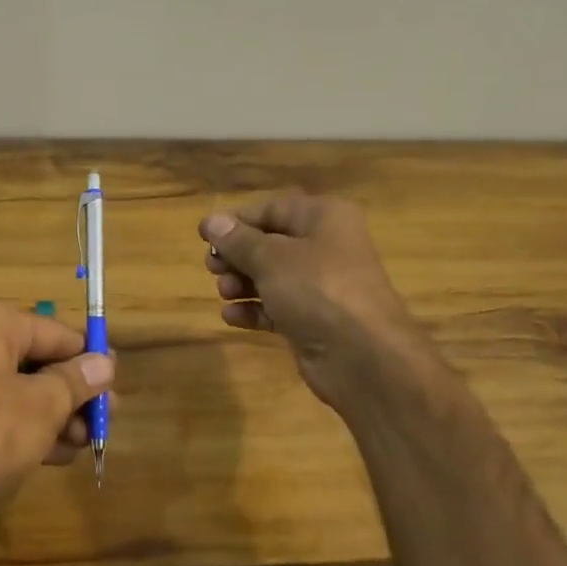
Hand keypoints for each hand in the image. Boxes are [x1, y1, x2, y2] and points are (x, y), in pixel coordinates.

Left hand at [0, 300, 113, 528]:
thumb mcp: (42, 407)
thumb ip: (76, 381)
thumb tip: (104, 363)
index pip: (52, 331)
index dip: (88, 359)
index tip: (115, 386)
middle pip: (33, 361)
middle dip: (72, 393)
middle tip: (103, 422)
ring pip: (15, 392)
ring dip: (53, 416)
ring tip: (84, 444)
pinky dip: (24, 430)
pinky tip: (55, 456)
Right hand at [200, 195, 425, 410]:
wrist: (362, 356)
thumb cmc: (317, 289)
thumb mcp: (271, 258)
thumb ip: (238, 240)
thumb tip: (211, 221)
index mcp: (323, 218)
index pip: (272, 209)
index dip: (236, 221)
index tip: (204, 236)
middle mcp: (326, 246)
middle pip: (270, 243)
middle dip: (238, 256)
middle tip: (213, 268)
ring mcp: (322, 286)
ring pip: (272, 276)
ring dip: (243, 283)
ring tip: (225, 293)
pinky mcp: (315, 320)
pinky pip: (278, 306)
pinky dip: (255, 309)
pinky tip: (232, 316)